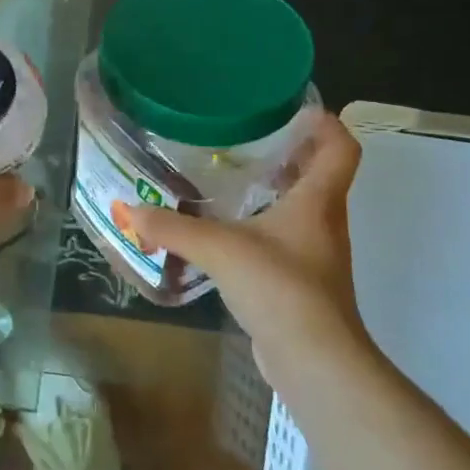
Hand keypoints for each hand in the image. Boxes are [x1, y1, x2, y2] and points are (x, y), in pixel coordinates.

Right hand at [126, 110, 370, 384]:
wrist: (314, 360)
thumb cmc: (279, 288)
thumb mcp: (219, 249)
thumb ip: (172, 227)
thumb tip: (129, 209)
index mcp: (317, 202)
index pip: (340, 148)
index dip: (325, 124)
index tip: (294, 109)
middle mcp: (323, 222)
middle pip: (319, 175)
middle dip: (289, 153)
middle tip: (245, 138)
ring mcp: (314, 254)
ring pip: (299, 208)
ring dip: (273, 190)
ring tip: (228, 178)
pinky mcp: (299, 282)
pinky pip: (282, 238)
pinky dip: (260, 225)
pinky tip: (225, 231)